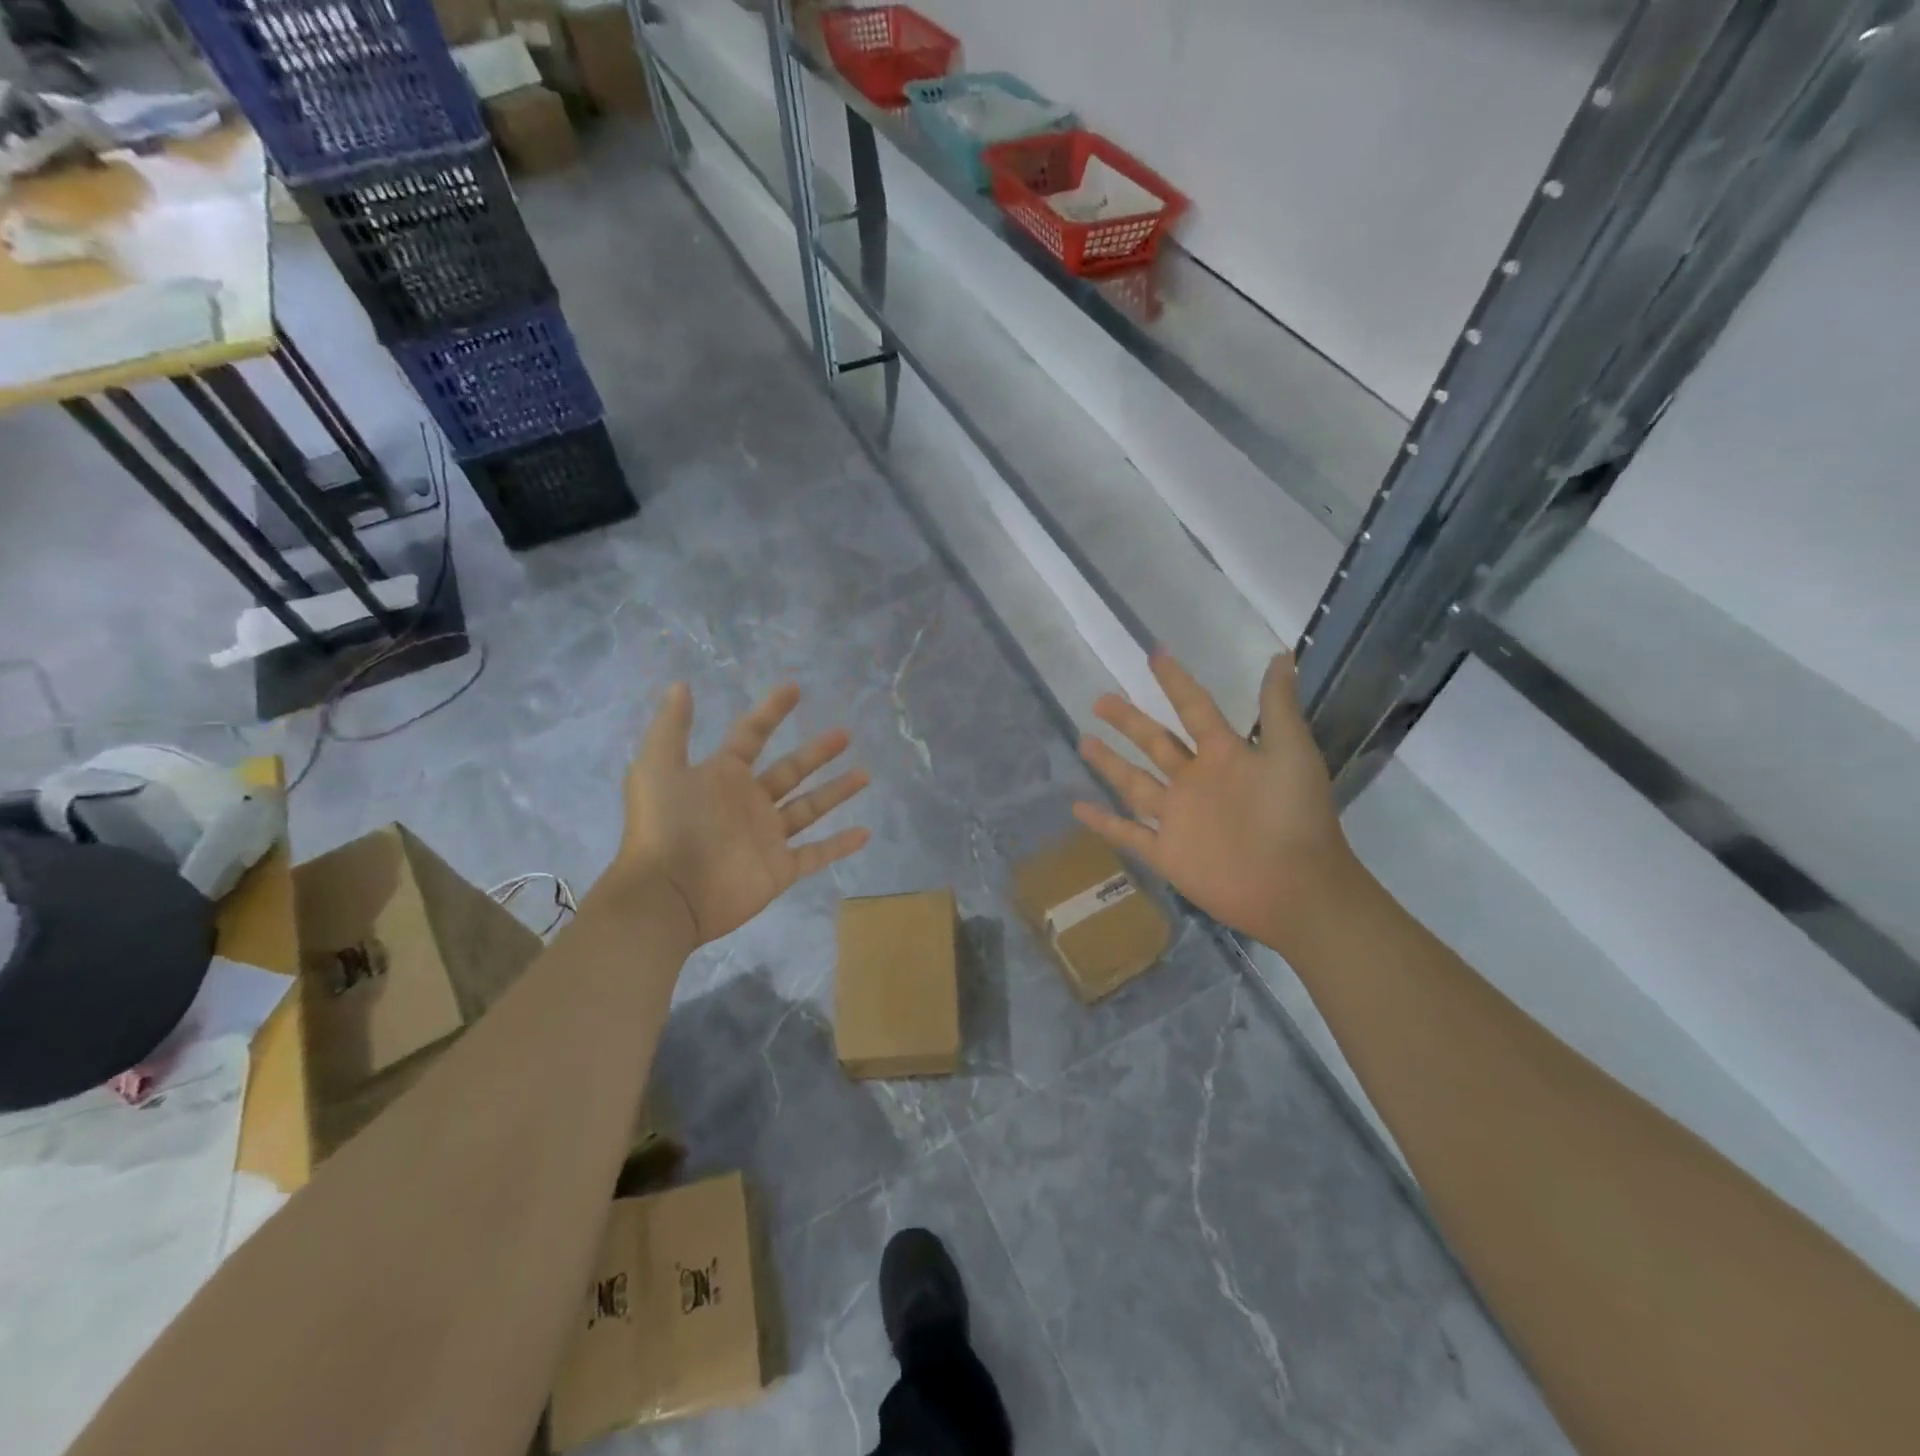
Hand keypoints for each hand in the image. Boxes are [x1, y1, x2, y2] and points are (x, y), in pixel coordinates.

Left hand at [613, 682, 871, 944]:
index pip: (752, 735)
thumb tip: (680, 684)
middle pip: (791, 770)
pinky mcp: (779, 869)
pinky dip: (840, 845)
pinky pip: (816, 854)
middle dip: (817, 752)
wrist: (666, 894)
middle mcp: (748, 802)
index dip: (772, 711)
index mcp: (723, 776)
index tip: (795, 688)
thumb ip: (672, 726)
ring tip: (865, 774)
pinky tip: (865, 832)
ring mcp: (766, 836)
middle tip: (845, 734)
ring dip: (836, 791)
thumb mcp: (657, 767)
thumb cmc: (665, 826)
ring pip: (809, 808)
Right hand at [1074, 651, 1360, 952]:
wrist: (1296, 888)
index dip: (1175, 682)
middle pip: (1154, 743)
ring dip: (1110, 763)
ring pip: (1134, 783)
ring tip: (1083, 740)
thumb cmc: (1294, 816)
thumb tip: (1280, 655)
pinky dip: (1103, 822)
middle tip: (1100, 700)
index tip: (1154, 655)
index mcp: (1223, 755)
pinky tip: (1078, 806)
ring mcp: (1177, 817)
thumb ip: (1278, 707)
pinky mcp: (1166, 853)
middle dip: (1128, 721)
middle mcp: (1195, 781)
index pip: (1193, 709)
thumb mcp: (1291, 753)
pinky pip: (1127, 833)